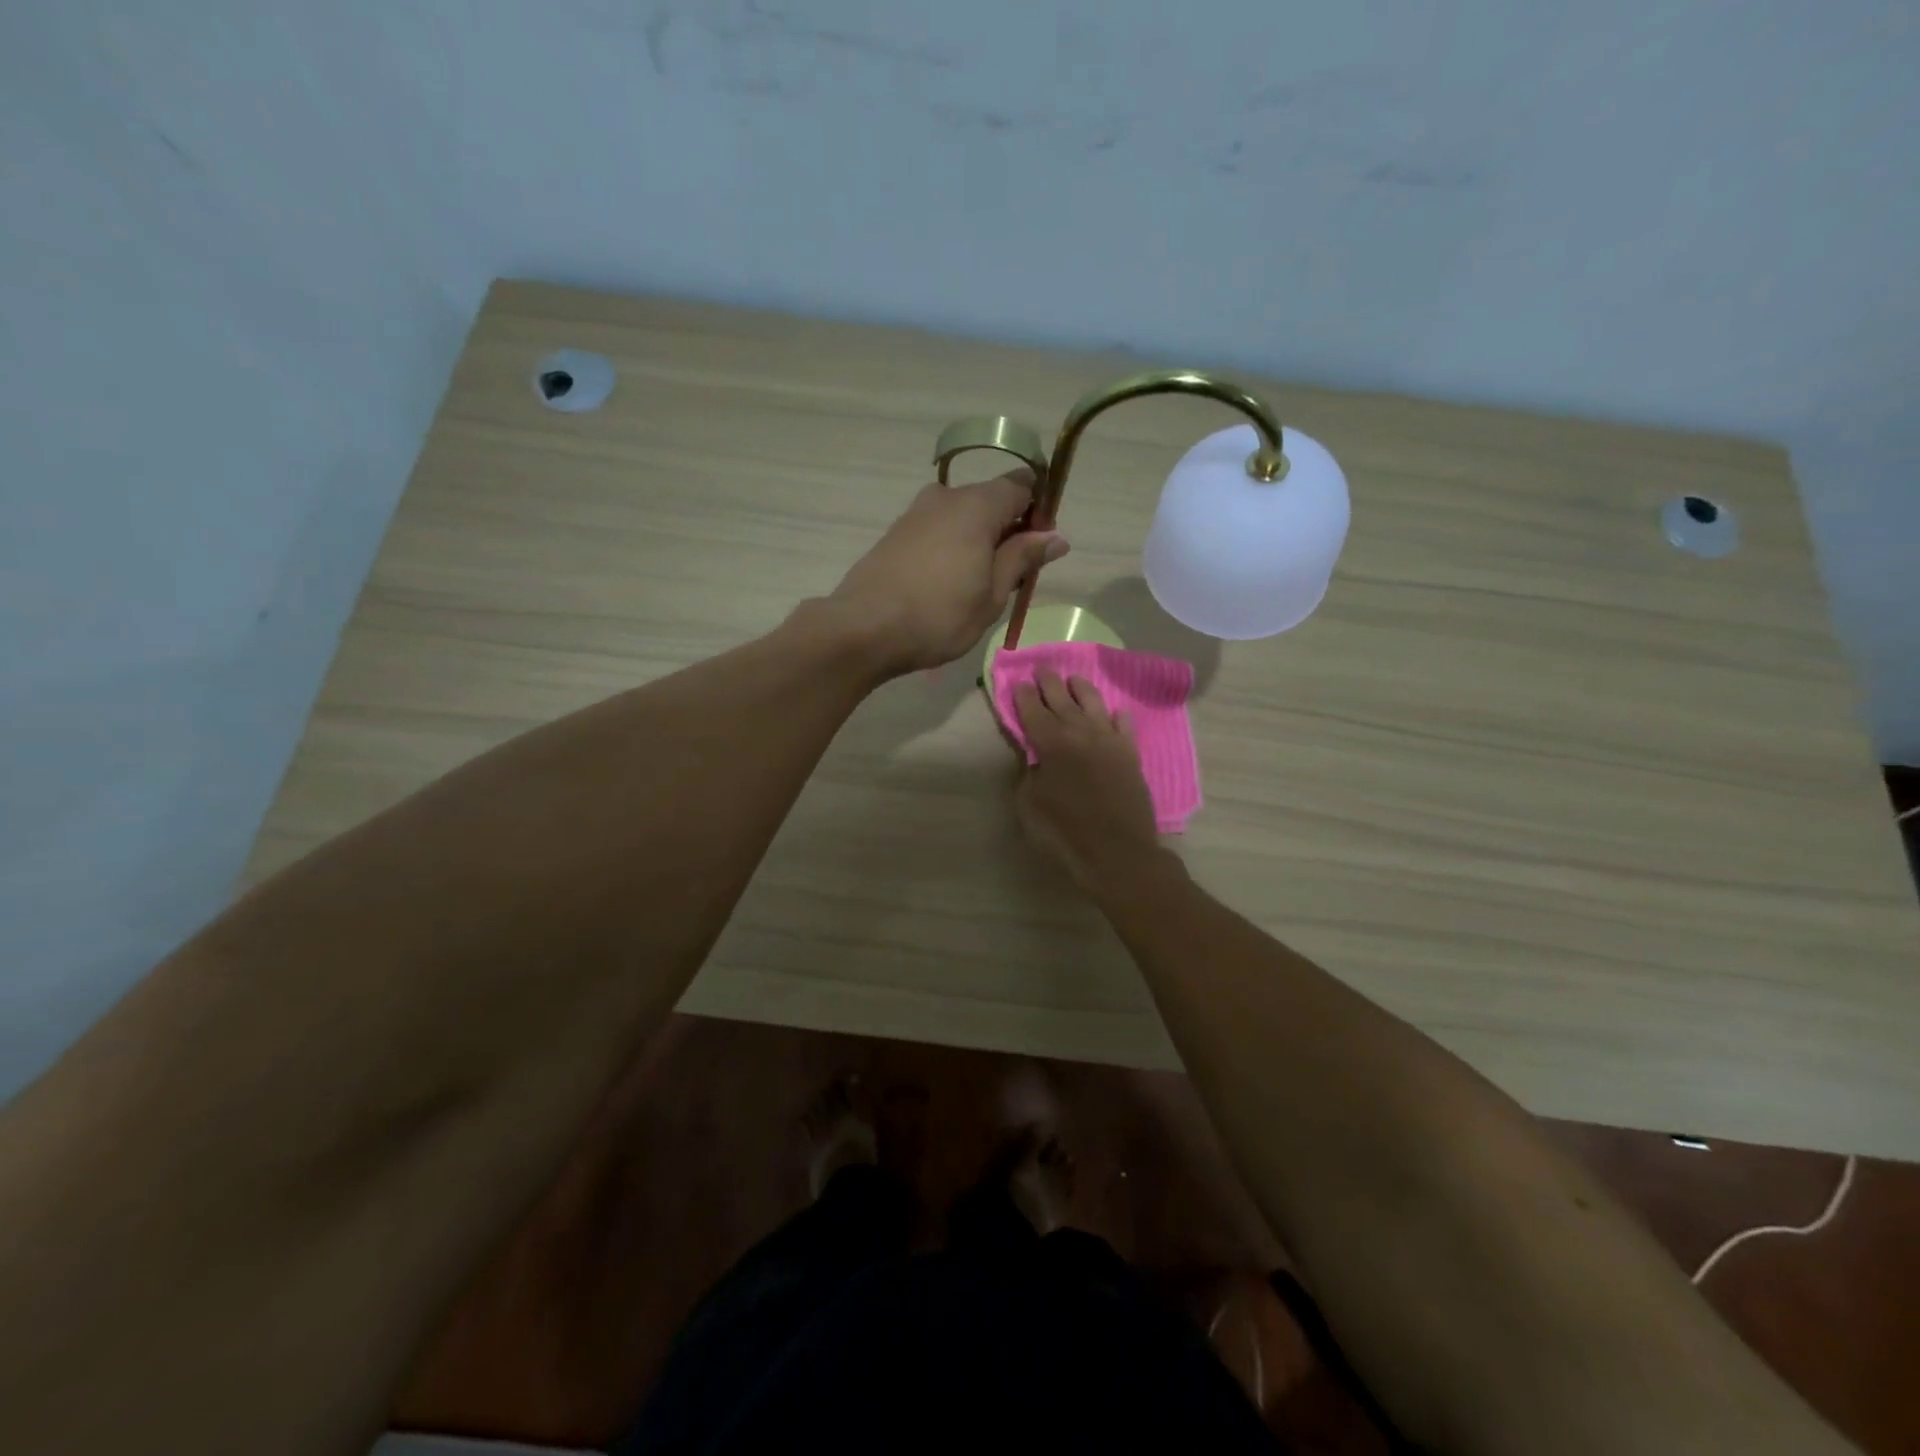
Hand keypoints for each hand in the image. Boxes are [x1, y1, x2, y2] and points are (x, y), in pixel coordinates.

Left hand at [827, 473, 1067, 674]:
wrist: (863, 629)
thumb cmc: (938, 615)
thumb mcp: (992, 594)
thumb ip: (1023, 558)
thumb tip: (1056, 536)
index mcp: (976, 505)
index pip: (1021, 485)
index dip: (1039, 513)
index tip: (1039, 551)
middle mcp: (945, 498)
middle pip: (990, 500)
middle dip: (1009, 531)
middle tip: (1011, 579)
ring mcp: (915, 514)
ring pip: (962, 517)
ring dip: (979, 543)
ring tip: (977, 589)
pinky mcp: (896, 534)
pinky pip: (938, 531)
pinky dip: (953, 549)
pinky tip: (947, 586)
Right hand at [1012, 671, 1165, 892]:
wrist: (1117, 853)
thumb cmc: (1064, 832)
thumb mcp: (1029, 804)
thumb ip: (1028, 772)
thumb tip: (1033, 756)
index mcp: (1051, 742)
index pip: (1033, 709)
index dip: (1024, 695)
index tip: (1019, 683)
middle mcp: (1081, 732)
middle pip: (1062, 698)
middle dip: (1049, 682)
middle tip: (1042, 669)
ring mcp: (1109, 740)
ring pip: (1094, 703)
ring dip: (1081, 688)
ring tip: (1074, 679)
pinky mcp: (1130, 754)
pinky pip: (1123, 726)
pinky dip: (1116, 716)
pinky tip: (1114, 713)